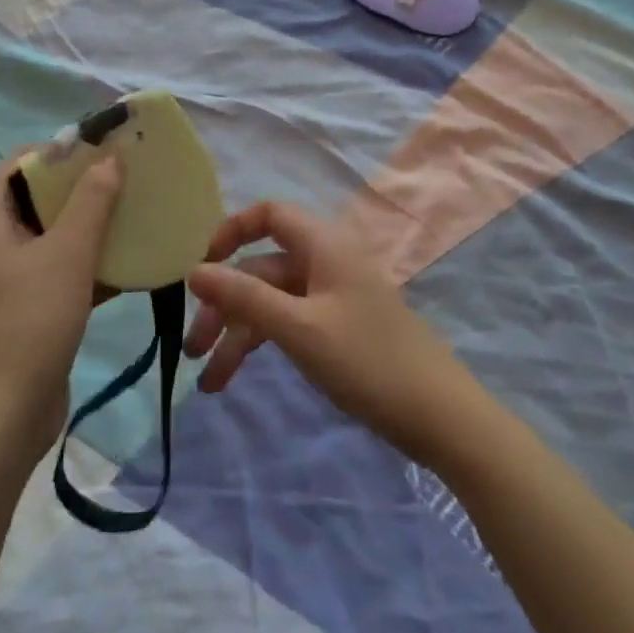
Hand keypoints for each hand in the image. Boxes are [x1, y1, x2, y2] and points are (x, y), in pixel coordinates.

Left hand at [0, 152, 121, 466]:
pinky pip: (63, 270)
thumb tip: (109, 159)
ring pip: (55, 235)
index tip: (100, 148)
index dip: (57, 151)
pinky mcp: (31, 307)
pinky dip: (91, 263)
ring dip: (92, 225)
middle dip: (82, 186)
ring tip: (135, 212)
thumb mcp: (68, 252)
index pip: (19, 164)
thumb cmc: (31, 320)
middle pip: (39, 198)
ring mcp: (12, 278)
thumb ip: (92, 201)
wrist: (6, 415)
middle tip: (126, 177)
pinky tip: (132, 262)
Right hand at [184, 201, 470, 462]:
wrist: (441, 418)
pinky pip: (288, 324)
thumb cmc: (367, 361)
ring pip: (271, 301)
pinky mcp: (336, 328)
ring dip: (238, 334)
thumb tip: (194, 270)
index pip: (268, 214)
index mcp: (322, 245)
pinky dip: (261, 345)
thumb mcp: (299, 328)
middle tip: (193, 348)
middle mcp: (324, 262)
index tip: (203, 266)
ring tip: (208, 381)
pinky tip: (234, 378)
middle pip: (261, 268)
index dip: (231, 231)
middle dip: (225, 304)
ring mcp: (331, 297)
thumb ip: (245, 297)